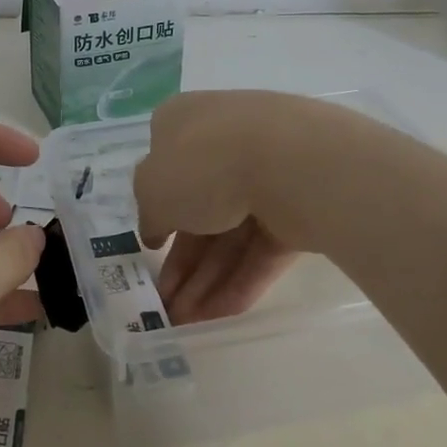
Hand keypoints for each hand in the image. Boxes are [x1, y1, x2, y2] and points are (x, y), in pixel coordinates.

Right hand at [135, 91, 317, 322]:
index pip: (164, 165)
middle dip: (180, 262)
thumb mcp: (150, 189)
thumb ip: (149, 213)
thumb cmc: (202, 163)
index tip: (150, 248)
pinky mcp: (297, 206)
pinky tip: (218, 318)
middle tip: (165, 305)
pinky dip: (240, 281)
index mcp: (184, 122)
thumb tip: (155, 229)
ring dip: (205, 280)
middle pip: (197, 208)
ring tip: (185, 323)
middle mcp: (224, 142)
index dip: (156, 210)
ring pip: (230, 233)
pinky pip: (262, 248)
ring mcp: (266, 173)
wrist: (289, 161)